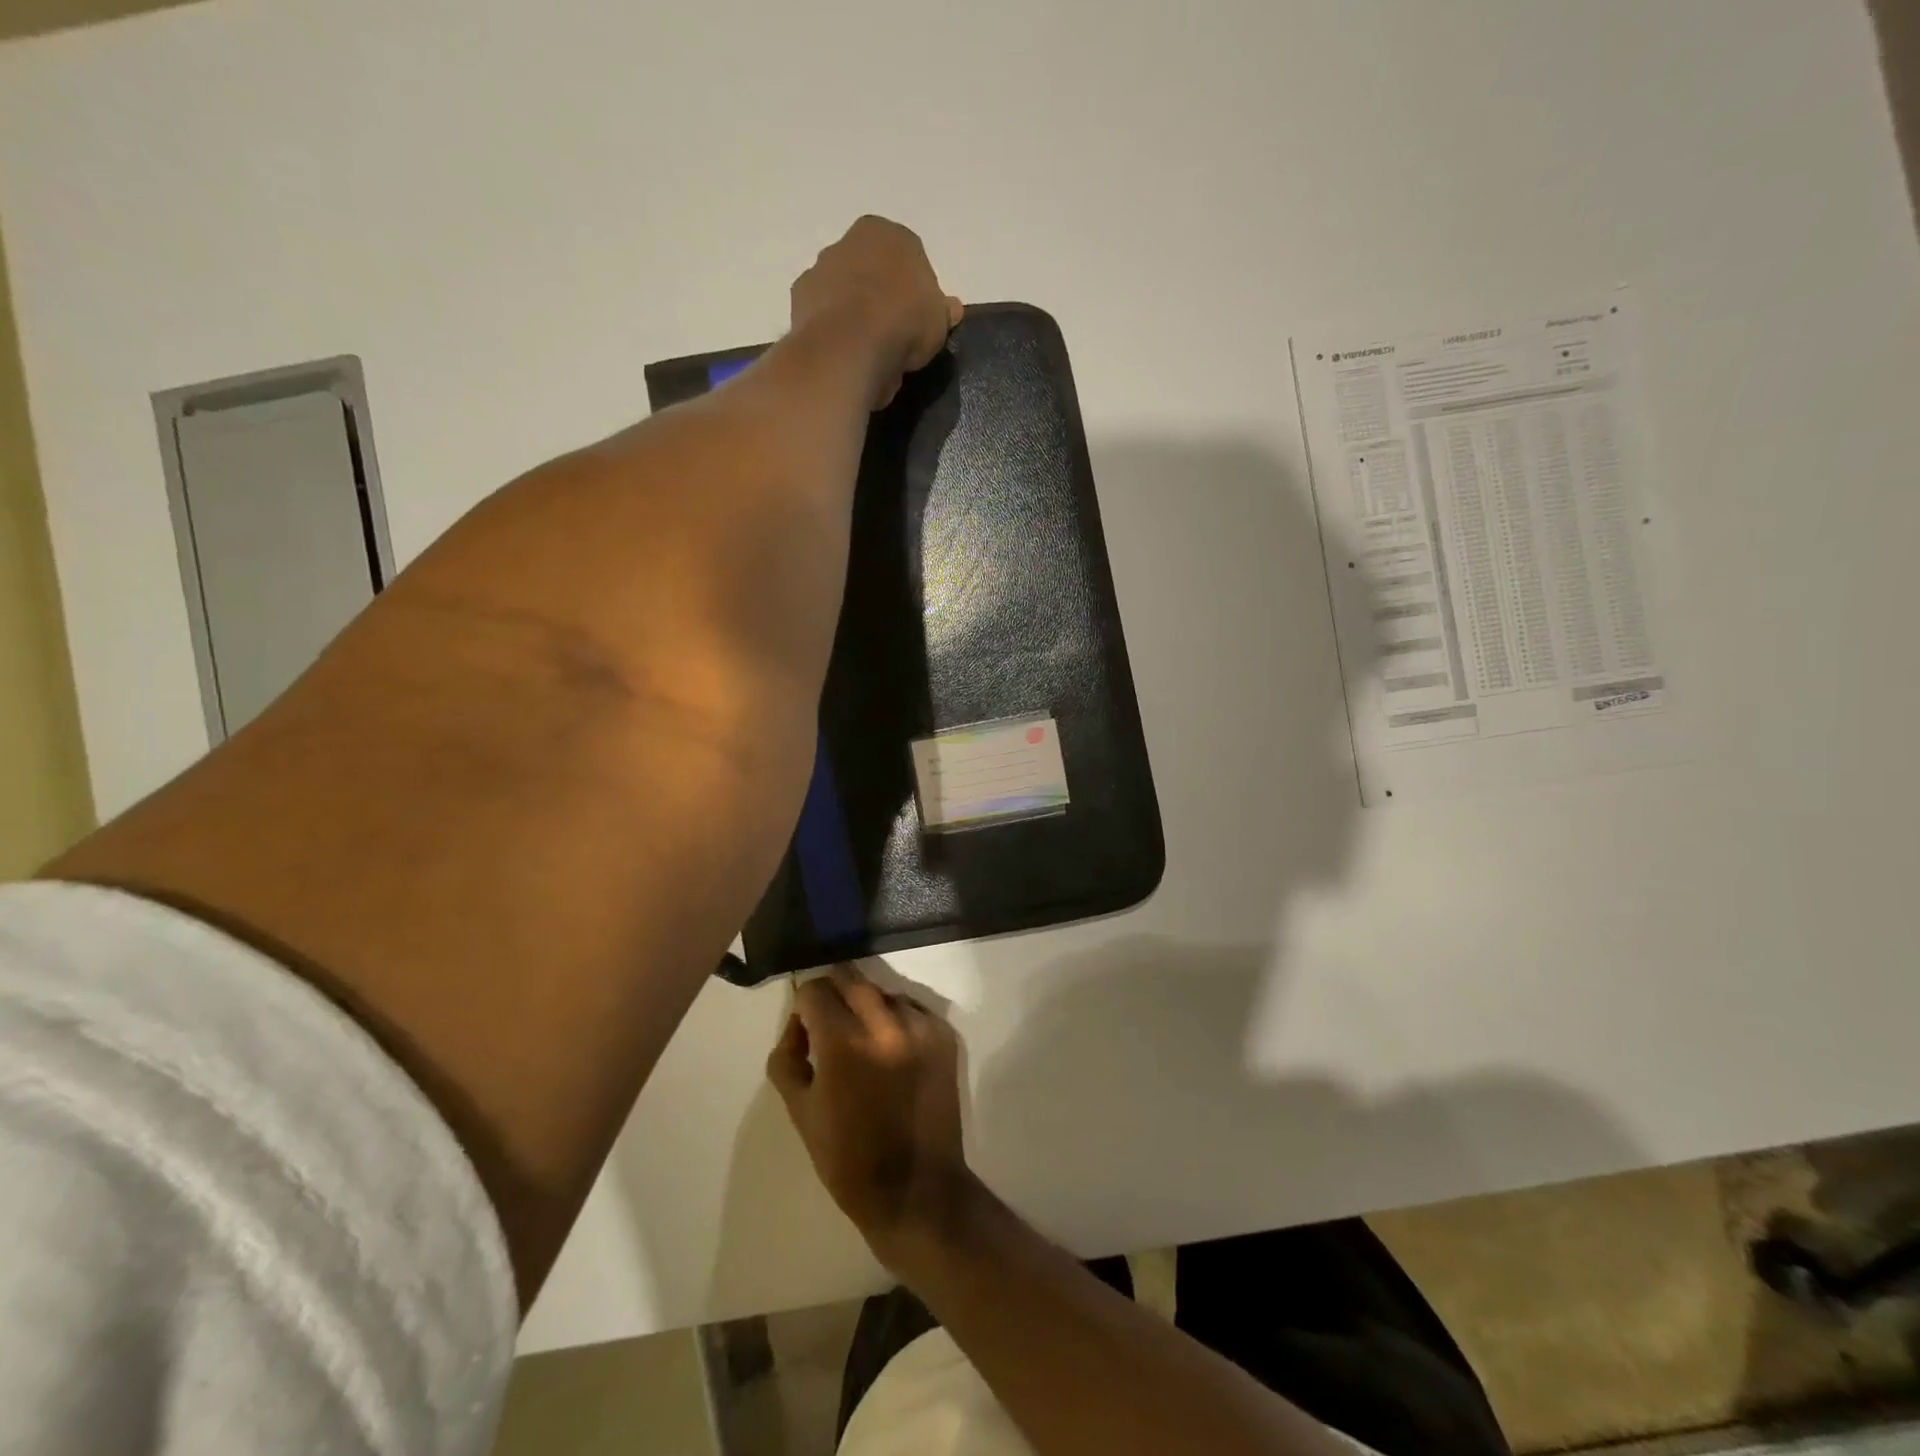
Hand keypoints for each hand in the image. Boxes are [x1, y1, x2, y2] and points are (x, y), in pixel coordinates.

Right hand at [767, 964, 976, 1263]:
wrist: (916, 1190)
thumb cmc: (848, 1158)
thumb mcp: (799, 1110)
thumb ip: (787, 1055)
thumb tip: (799, 1023)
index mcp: (844, 1042)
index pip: (815, 989)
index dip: (804, 1007)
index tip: (806, 1031)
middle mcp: (885, 1023)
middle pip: (851, 978)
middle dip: (834, 995)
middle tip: (831, 1025)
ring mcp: (921, 1026)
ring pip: (882, 991)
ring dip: (867, 1006)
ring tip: (866, 1044)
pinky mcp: (945, 1036)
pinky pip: (912, 1008)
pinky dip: (897, 1020)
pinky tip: (894, 1053)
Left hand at [790, 216, 963, 408]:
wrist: (850, 344)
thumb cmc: (903, 322)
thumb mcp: (938, 321)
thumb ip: (942, 311)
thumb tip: (952, 309)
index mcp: (887, 233)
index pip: (907, 257)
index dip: (915, 292)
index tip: (918, 321)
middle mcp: (849, 240)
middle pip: (870, 272)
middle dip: (880, 298)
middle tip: (894, 338)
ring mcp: (820, 269)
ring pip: (844, 293)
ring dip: (854, 316)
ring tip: (869, 354)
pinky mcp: (799, 300)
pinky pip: (825, 317)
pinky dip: (834, 333)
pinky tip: (846, 355)